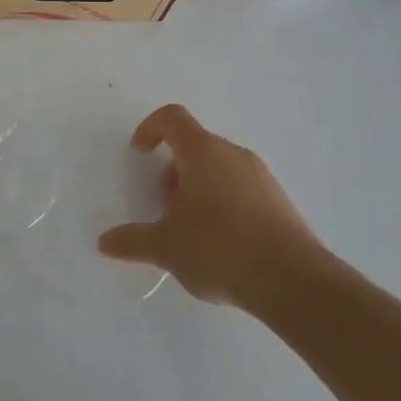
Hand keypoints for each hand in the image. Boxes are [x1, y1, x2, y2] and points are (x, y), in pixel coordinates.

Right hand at [98, 104, 326, 310]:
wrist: (295, 282)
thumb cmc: (221, 250)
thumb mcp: (167, 248)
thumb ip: (133, 241)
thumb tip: (105, 242)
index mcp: (203, 152)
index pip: (172, 118)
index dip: (150, 128)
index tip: (139, 154)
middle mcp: (233, 154)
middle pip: (195, 146)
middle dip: (173, 171)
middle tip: (164, 207)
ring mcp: (261, 176)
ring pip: (219, 168)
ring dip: (197, 188)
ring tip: (191, 230)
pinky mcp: (279, 201)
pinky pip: (241, 188)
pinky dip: (223, 203)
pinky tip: (221, 244)